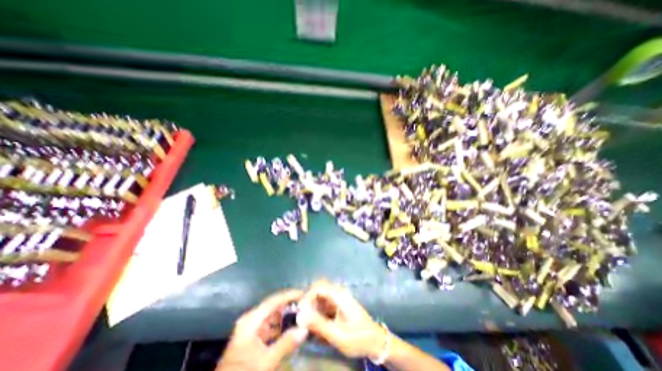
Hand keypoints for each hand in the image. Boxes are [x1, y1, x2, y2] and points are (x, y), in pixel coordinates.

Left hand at [217, 290, 309, 370]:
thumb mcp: (265, 362)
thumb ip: (286, 344)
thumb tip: (305, 329)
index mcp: (251, 320)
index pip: (273, 301)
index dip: (289, 295)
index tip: (304, 293)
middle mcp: (251, 320)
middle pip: (273, 307)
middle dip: (289, 306)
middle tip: (306, 306)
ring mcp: (251, 330)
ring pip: (272, 317)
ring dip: (286, 317)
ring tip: (302, 316)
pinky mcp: (252, 339)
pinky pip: (270, 327)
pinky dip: (280, 328)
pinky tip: (291, 331)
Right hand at [296, 282, 389, 358]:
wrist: (375, 341)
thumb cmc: (358, 338)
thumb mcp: (338, 335)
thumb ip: (318, 324)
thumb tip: (300, 316)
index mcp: (339, 295)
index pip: (319, 286)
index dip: (307, 296)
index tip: (300, 311)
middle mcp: (338, 292)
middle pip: (318, 289)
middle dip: (308, 302)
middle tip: (303, 319)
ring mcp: (338, 298)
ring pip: (319, 296)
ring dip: (312, 308)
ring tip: (309, 325)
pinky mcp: (337, 304)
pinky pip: (323, 304)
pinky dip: (317, 312)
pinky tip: (316, 326)